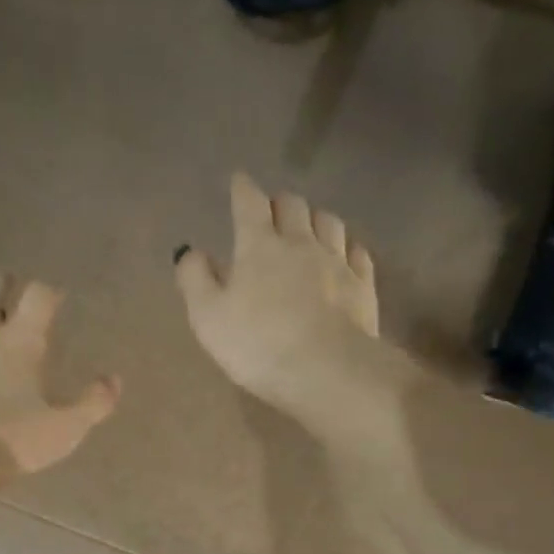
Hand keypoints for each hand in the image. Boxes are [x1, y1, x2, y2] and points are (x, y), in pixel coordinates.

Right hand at [174, 174, 378, 417]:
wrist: (326, 371)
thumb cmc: (257, 345)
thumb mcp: (208, 317)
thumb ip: (195, 279)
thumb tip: (191, 251)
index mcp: (259, 246)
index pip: (249, 203)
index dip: (242, 189)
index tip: (238, 181)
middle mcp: (301, 243)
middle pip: (293, 205)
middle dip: (279, 203)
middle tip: (271, 213)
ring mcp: (337, 262)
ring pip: (329, 222)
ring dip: (315, 219)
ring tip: (308, 229)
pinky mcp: (363, 286)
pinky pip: (357, 253)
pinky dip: (347, 248)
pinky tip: (343, 256)